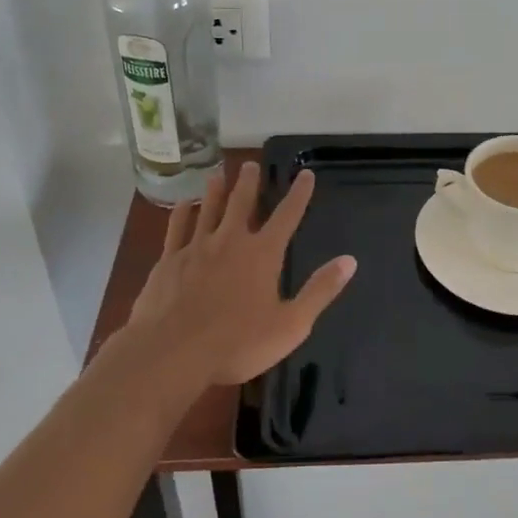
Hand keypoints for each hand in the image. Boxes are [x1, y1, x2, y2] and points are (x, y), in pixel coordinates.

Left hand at [121, 161, 356, 386]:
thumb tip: (349, 261)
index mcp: (263, 254)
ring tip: (218, 174)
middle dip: (249, 182)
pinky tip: (182, 204)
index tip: (306, 174)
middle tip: (251, 164)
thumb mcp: (291, 324)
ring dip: (215, 190)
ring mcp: (196, 248)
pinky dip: (181, 213)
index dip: (299, 194)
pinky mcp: (168, 261)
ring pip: (208, 209)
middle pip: (242, 203)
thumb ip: (320, 290)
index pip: (287, 216)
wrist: (172, 353)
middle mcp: (230, 241)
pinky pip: (176, 229)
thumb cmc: (237, 343)